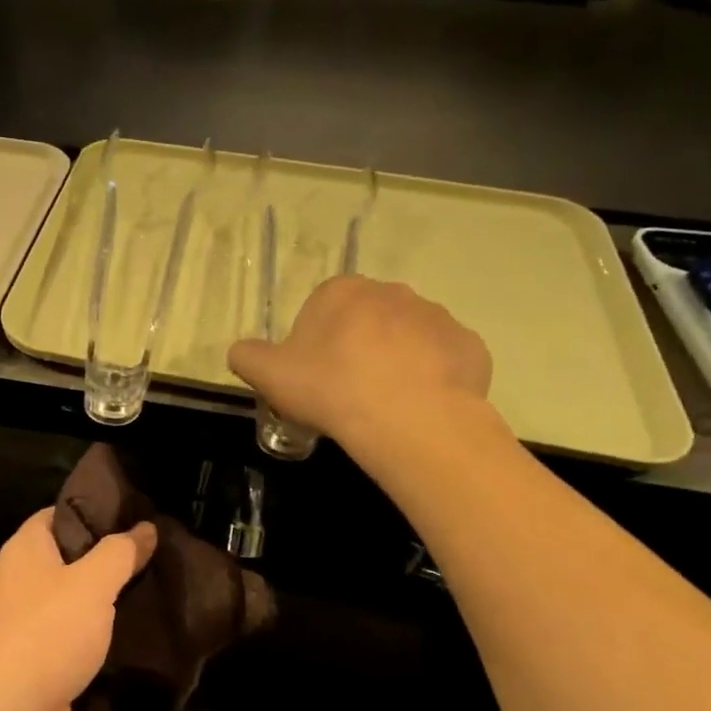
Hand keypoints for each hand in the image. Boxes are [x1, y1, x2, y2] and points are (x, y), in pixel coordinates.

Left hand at [0, 509, 156, 710]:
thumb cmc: (46, 635)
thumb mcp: (92, 584)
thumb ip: (120, 553)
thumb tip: (145, 527)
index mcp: (25, 549)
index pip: (60, 514)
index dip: (96, 511)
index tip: (138, 515)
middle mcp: (23, 580)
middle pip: (72, 558)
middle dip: (112, 558)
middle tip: (158, 555)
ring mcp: (30, 623)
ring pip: (78, 600)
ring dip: (112, 600)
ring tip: (160, 591)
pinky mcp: (42, 661)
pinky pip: (78, 637)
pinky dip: (104, 637)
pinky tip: (141, 635)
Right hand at [228, 276, 492, 449]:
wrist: (408, 419)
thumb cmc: (330, 388)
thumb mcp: (266, 374)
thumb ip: (246, 356)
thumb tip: (242, 351)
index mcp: (342, 291)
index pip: (321, 309)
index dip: (314, 344)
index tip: (313, 377)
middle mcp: (392, 292)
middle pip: (366, 319)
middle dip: (357, 348)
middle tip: (345, 391)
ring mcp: (437, 316)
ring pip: (407, 339)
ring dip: (396, 361)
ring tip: (383, 405)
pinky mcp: (469, 346)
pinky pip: (442, 360)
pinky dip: (430, 379)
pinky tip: (416, 408)